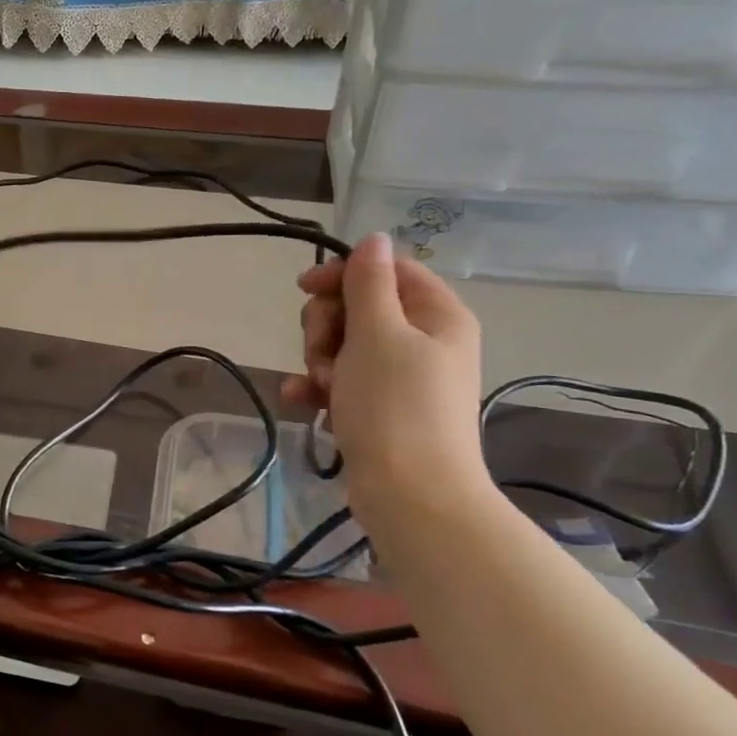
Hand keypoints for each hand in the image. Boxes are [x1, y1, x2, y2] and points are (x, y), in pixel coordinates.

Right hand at [280, 232, 488, 515]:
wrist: (412, 496)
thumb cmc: (395, 406)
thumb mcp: (378, 333)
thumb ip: (369, 282)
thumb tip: (374, 239)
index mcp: (437, 315)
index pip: (387, 270)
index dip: (343, 274)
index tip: (304, 288)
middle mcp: (425, 341)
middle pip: (361, 307)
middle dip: (328, 326)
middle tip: (321, 352)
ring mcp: (402, 378)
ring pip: (345, 345)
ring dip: (320, 359)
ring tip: (321, 386)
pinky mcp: (381, 409)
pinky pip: (343, 382)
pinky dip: (320, 387)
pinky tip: (299, 399)